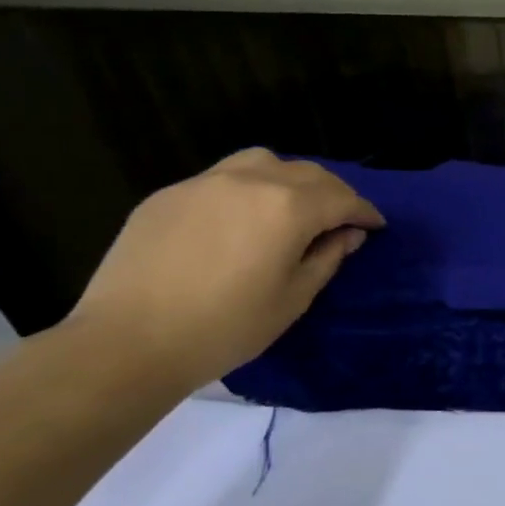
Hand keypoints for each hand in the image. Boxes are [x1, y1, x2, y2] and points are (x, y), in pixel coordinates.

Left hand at [64, 149, 384, 393]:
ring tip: (291, 206)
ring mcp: (204, 183)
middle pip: (307, 173)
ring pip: (262, 162)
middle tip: (341, 218)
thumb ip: (327, 257)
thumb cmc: (226, 327)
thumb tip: (347, 234)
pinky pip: (222, 179)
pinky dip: (246, 190)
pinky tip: (240, 219)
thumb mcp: (294, 298)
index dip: (365, 212)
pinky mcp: (169, 195)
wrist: (128, 342)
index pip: (342, 199)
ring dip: (289, 179)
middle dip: (333, 193)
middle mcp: (251, 181)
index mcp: (289, 208)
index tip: (376, 226)